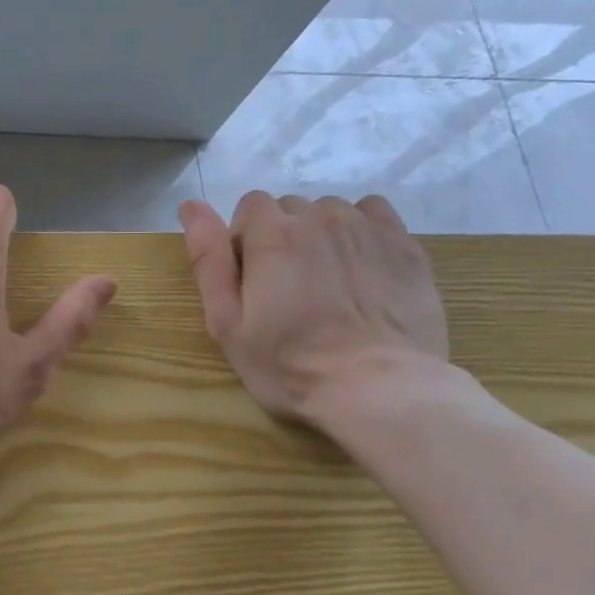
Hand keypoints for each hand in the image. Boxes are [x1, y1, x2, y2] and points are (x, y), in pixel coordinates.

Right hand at [179, 192, 448, 425]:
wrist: (379, 389)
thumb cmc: (289, 364)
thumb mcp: (227, 322)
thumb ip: (207, 259)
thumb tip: (190, 205)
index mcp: (271, 234)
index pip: (251, 205)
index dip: (246, 240)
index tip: (253, 280)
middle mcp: (319, 217)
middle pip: (290, 208)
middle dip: (282, 238)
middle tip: (289, 290)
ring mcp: (366, 228)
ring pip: (330, 212)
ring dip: (321, 235)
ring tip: (328, 283)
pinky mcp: (404, 245)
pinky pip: (373, 214)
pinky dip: (360, 231)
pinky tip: (361, 268)